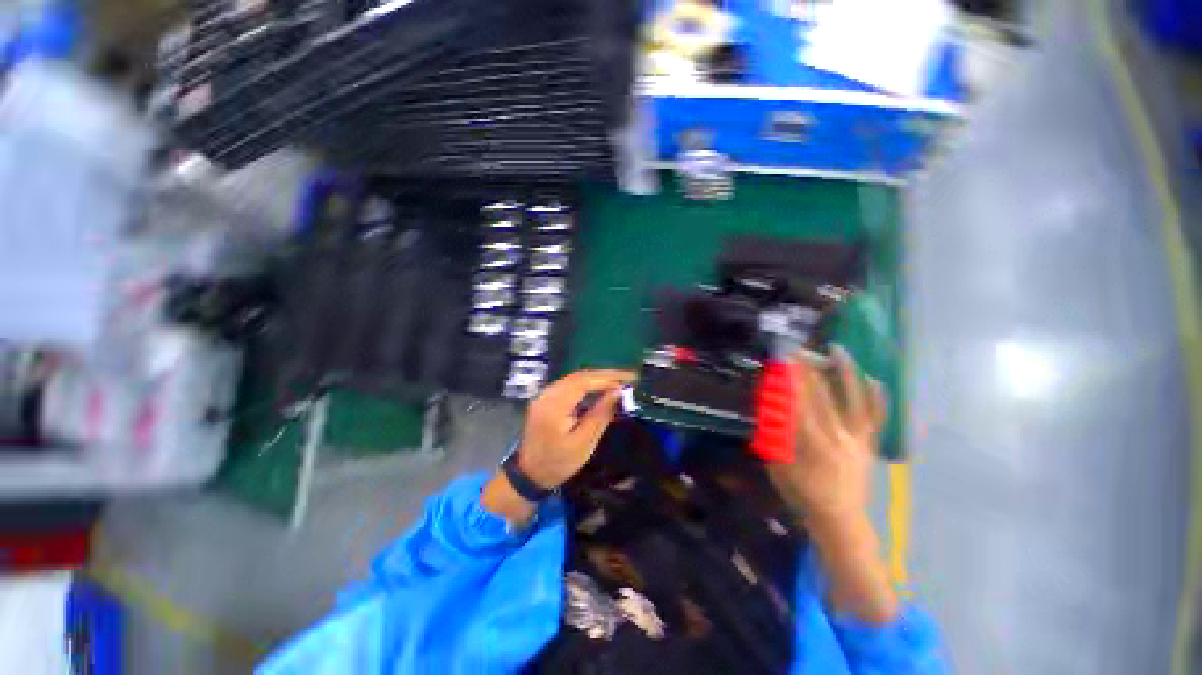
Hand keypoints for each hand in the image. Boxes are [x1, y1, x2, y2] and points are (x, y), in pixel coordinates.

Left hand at [516, 369, 634, 489]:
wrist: (530, 474)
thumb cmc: (559, 462)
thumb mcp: (584, 442)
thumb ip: (601, 414)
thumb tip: (618, 392)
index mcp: (554, 406)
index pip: (583, 382)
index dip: (607, 378)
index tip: (628, 379)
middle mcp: (547, 394)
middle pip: (579, 376)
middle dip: (605, 375)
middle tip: (628, 376)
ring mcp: (544, 395)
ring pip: (574, 378)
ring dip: (597, 377)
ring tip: (618, 380)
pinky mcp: (546, 398)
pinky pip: (569, 384)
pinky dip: (587, 383)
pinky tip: (600, 387)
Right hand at [766, 346, 885, 526]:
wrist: (839, 518)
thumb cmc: (802, 493)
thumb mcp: (778, 466)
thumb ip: (774, 436)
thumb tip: (769, 407)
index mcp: (811, 445)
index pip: (798, 404)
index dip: (790, 380)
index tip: (782, 360)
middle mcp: (837, 437)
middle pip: (822, 396)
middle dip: (808, 369)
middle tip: (799, 349)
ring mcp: (857, 439)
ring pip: (853, 400)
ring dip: (845, 373)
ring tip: (837, 350)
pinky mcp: (869, 444)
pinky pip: (876, 418)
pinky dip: (877, 398)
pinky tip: (875, 379)